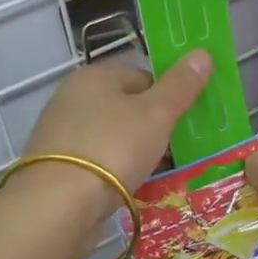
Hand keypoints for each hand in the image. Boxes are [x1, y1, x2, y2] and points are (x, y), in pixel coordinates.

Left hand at [15, 52, 213, 219]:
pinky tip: (128, 190)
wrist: (57, 206)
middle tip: (174, 152)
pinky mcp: (55, 166)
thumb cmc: (113, 148)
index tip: (183, 124)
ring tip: (155, 174)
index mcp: (95, 76)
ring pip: (111, 137)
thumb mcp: (156, 114)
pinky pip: (96, 162)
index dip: (168, 98)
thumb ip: (181, 85)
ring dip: (133, 153)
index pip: (142, 76)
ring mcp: (60, 133)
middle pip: (126, 107)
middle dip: (152, 128)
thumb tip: (202, 52)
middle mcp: (72, 97)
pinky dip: (114, 173)